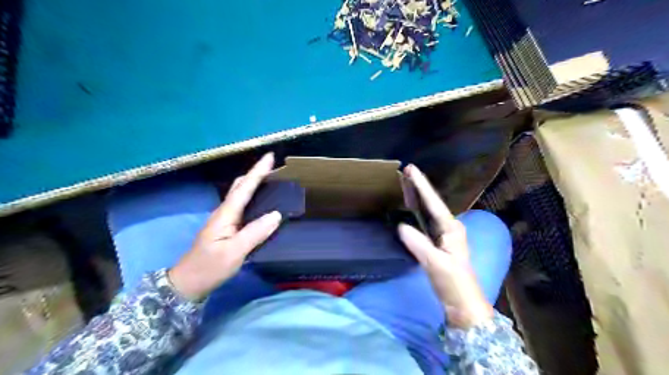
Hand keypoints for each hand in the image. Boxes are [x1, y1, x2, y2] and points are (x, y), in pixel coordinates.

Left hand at [170, 152, 281, 301]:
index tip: (270, 156)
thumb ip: (255, 233)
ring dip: (255, 183)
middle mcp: (224, 212)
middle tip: (274, 167)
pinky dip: (253, 196)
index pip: (244, 188)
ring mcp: (225, 219)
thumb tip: (276, 215)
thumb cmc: (209, 267)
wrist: (188, 283)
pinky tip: (262, 201)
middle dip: (256, 173)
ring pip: (240, 194)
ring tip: (272, 180)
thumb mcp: (234, 253)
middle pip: (240, 186)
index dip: (257, 171)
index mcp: (225, 215)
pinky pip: (243, 205)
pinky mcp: (227, 227)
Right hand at [393, 166, 492, 328]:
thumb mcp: (436, 264)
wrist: (463, 304)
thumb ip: (419, 244)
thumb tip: (401, 226)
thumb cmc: (454, 283)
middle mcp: (449, 227)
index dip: (421, 185)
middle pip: (431, 203)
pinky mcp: (438, 244)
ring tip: (404, 185)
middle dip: (419, 187)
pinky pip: (425, 222)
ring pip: (428, 211)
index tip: (411, 169)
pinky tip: (408, 209)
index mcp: (452, 228)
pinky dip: (416, 212)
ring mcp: (444, 236)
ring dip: (417, 198)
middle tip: (405, 172)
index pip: (433, 202)